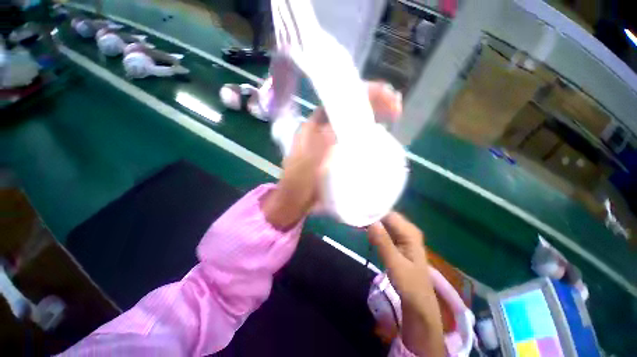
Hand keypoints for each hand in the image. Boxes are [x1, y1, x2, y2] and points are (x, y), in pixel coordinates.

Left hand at [261, 82, 402, 229]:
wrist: (296, 200)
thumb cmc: (298, 183)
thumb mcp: (307, 163)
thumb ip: (324, 144)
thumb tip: (347, 124)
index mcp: (314, 126)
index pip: (339, 100)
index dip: (361, 93)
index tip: (384, 95)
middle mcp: (324, 129)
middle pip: (349, 107)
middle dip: (373, 101)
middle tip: (396, 104)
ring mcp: (332, 141)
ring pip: (354, 121)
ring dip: (373, 114)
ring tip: (395, 113)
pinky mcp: (338, 153)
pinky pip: (356, 137)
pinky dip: (369, 132)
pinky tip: (381, 133)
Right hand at [368, 212, 443, 356]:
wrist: (418, 303)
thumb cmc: (409, 285)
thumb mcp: (395, 264)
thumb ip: (383, 242)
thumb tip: (371, 222)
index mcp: (410, 232)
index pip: (388, 215)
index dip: (373, 213)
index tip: (358, 214)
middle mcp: (407, 229)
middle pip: (386, 217)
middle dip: (371, 217)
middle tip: (355, 218)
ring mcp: (402, 235)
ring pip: (384, 224)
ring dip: (371, 224)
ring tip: (357, 222)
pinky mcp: (397, 241)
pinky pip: (384, 231)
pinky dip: (374, 231)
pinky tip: (364, 231)